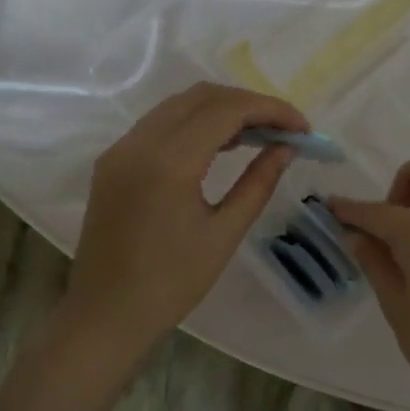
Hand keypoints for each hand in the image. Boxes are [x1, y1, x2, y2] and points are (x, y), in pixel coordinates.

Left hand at [65, 83, 306, 358]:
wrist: (107, 314)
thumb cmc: (172, 283)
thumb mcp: (224, 233)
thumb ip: (258, 184)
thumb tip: (285, 148)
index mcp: (169, 162)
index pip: (226, 110)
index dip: (270, 109)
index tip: (303, 127)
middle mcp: (140, 142)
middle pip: (201, 96)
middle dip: (248, 104)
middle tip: (283, 129)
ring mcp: (121, 149)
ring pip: (178, 106)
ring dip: (221, 111)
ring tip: (258, 136)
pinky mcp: (113, 162)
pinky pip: (159, 125)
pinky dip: (194, 124)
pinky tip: (220, 147)